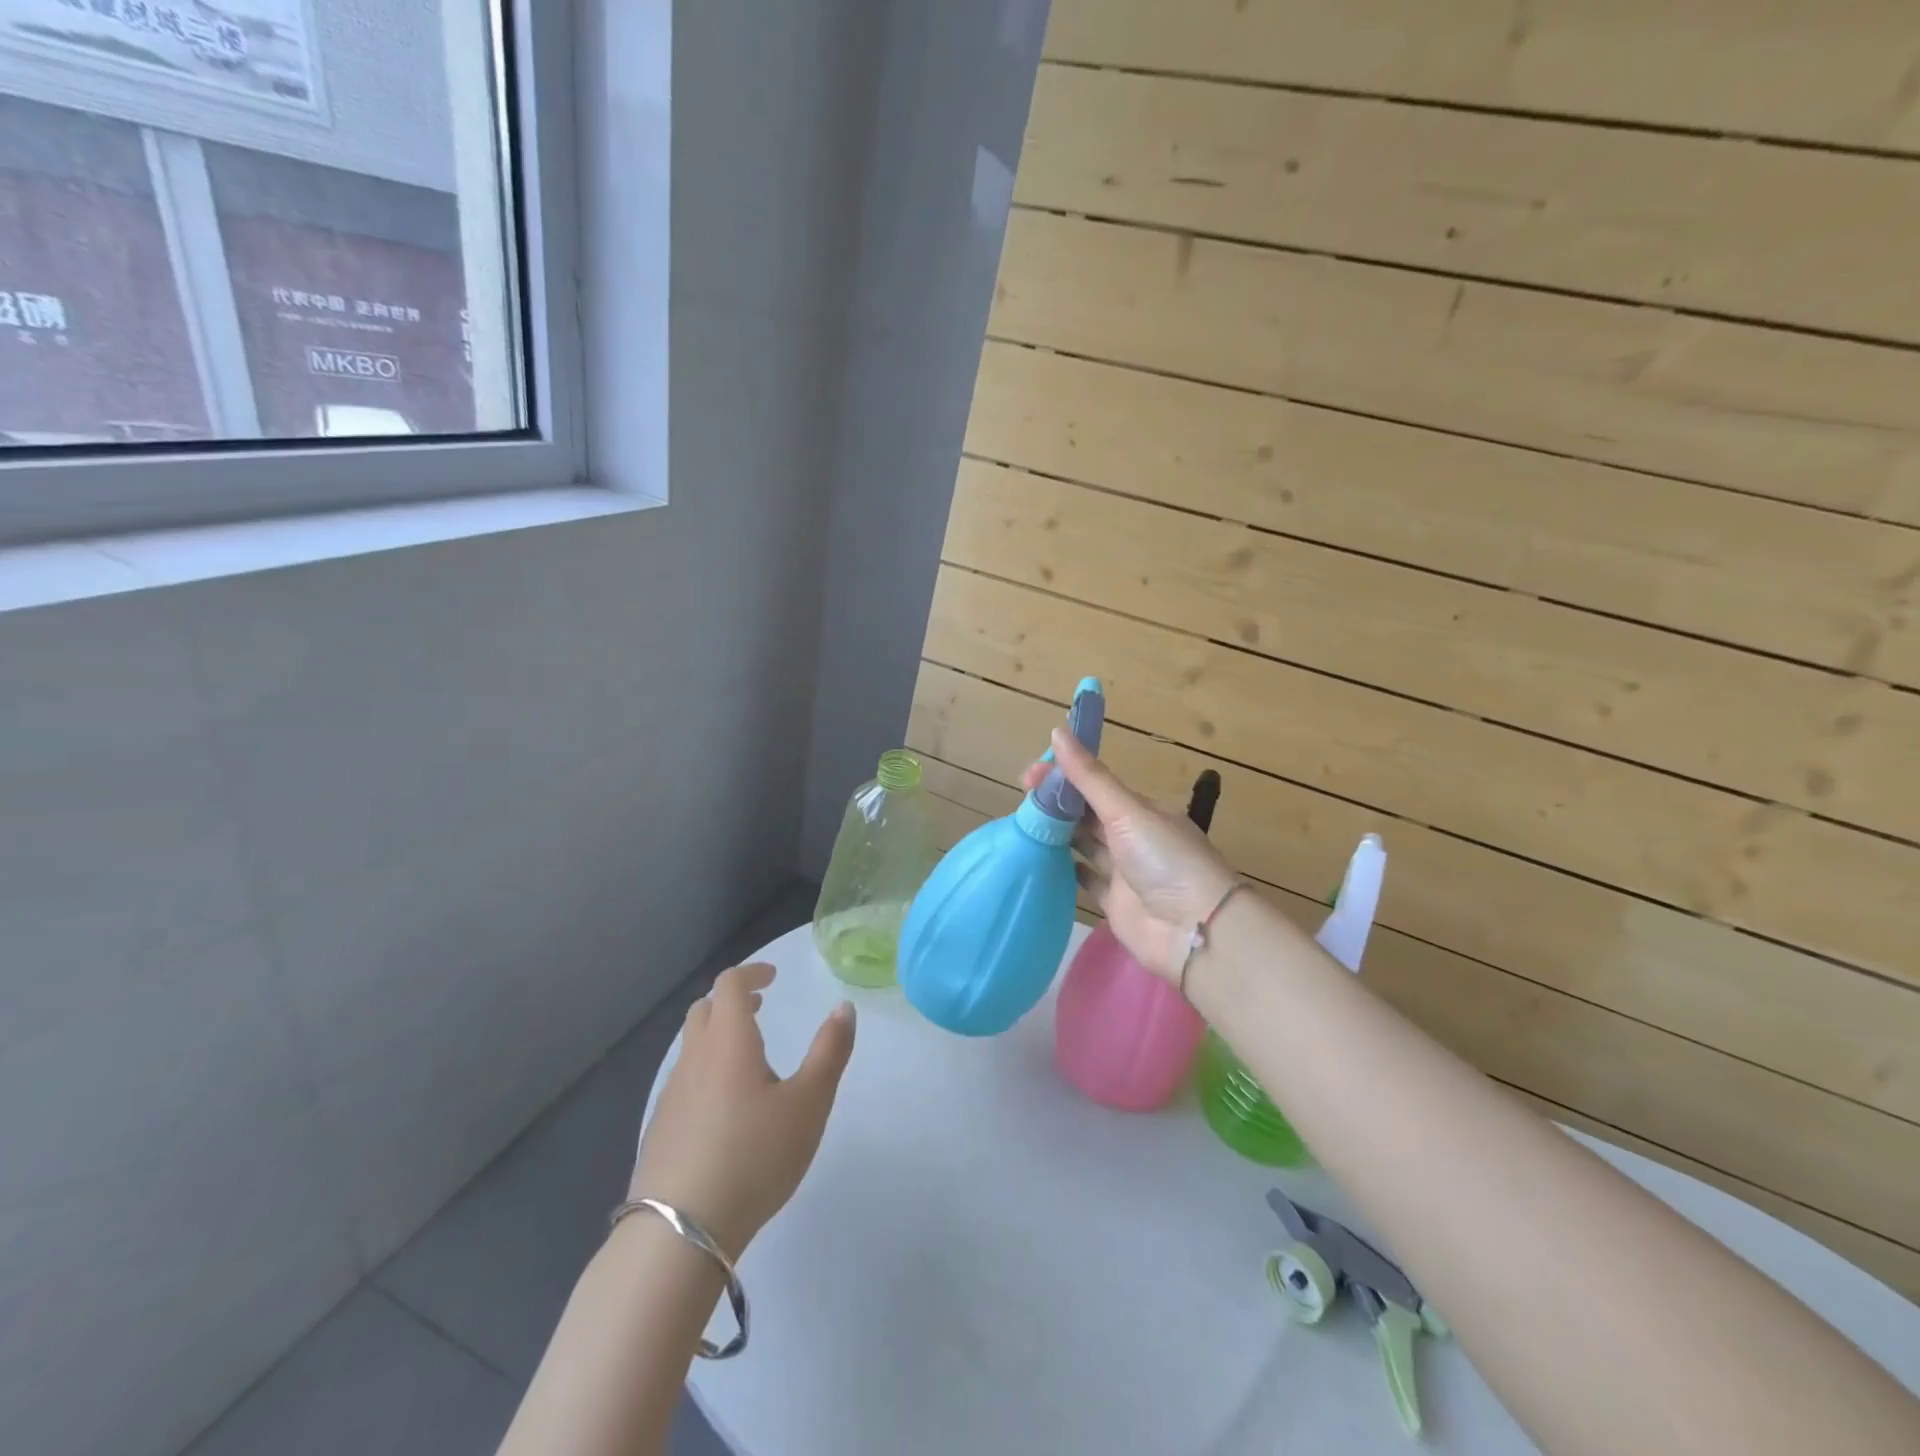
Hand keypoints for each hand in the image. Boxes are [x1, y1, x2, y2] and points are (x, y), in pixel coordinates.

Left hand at [630, 963, 854, 1257]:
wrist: (678, 1233)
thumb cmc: (753, 1155)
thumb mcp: (809, 1103)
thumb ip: (829, 1052)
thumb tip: (844, 1008)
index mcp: (728, 1040)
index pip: (730, 984)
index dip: (752, 972)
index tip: (773, 978)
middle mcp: (694, 1058)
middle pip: (704, 1010)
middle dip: (732, 1001)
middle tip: (760, 1009)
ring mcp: (671, 1096)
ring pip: (691, 1047)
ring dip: (718, 1037)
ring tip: (748, 1060)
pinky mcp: (660, 1131)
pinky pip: (683, 1082)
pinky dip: (705, 1073)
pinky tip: (725, 1110)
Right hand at [1024, 727, 1238, 983]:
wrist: (1193, 930)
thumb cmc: (1165, 860)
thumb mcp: (1127, 811)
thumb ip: (1090, 777)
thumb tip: (1058, 730)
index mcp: (1141, 810)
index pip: (1096, 785)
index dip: (1064, 776)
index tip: (1030, 775)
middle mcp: (1133, 838)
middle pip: (1087, 814)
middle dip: (1056, 804)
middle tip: (1020, 799)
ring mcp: (1124, 872)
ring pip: (1084, 845)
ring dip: (1058, 834)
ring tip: (1021, 825)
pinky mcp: (1114, 904)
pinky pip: (1085, 881)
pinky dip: (1066, 870)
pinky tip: (1039, 860)